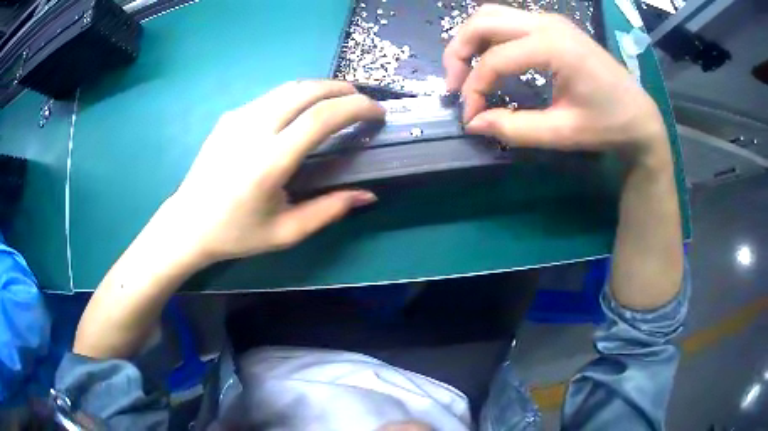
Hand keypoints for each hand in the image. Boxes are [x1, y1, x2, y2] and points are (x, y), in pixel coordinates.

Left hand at [166, 81, 383, 264]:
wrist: (188, 223)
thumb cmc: (236, 234)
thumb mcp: (286, 232)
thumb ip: (329, 210)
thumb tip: (367, 195)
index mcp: (268, 161)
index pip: (321, 117)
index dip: (356, 107)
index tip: (377, 112)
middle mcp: (253, 129)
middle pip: (306, 90)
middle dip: (342, 89)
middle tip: (361, 101)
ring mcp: (238, 117)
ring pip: (288, 87)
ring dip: (320, 88)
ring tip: (338, 101)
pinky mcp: (229, 116)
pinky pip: (271, 96)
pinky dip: (297, 96)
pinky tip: (301, 112)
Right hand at [443, 5, 667, 160]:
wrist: (640, 116)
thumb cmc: (608, 126)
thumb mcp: (562, 133)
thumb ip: (515, 128)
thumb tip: (474, 124)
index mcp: (554, 46)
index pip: (495, 59)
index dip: (474, 89)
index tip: (471, 118)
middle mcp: (547, 23)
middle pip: (482, 21)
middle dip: (459, 52)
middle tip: (454, 85)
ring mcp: (550, 20)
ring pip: (491, 15)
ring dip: (471, 41)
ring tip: (466, 73)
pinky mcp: (552, 26)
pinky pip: (508, 22)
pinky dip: (489, 39)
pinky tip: (490, 61)